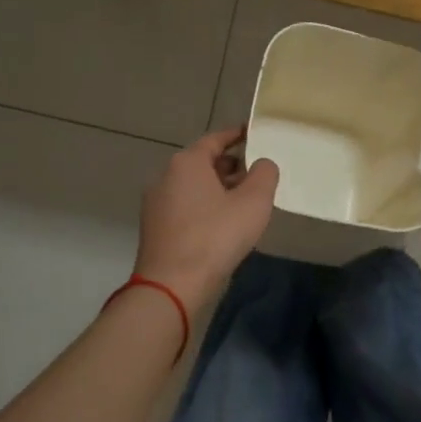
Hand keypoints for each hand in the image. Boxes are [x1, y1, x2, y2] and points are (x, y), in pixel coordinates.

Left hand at [134, 128, 279, 312]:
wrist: (172, 286)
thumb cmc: (215, 236)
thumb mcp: (254, 202)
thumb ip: (264, 174)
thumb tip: (262, 164)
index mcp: (187, 163)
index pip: (215, 139)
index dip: (237, 135)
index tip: (254, 134)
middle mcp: (166, 177)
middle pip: (203, 163)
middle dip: (230, 166)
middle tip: (257, 174)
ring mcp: (157, 204)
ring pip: (194, 187)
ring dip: (219, 190)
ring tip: (245, 202)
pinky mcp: (155, 229)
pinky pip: (186, 208)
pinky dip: (206, 208)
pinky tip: (224, 226)